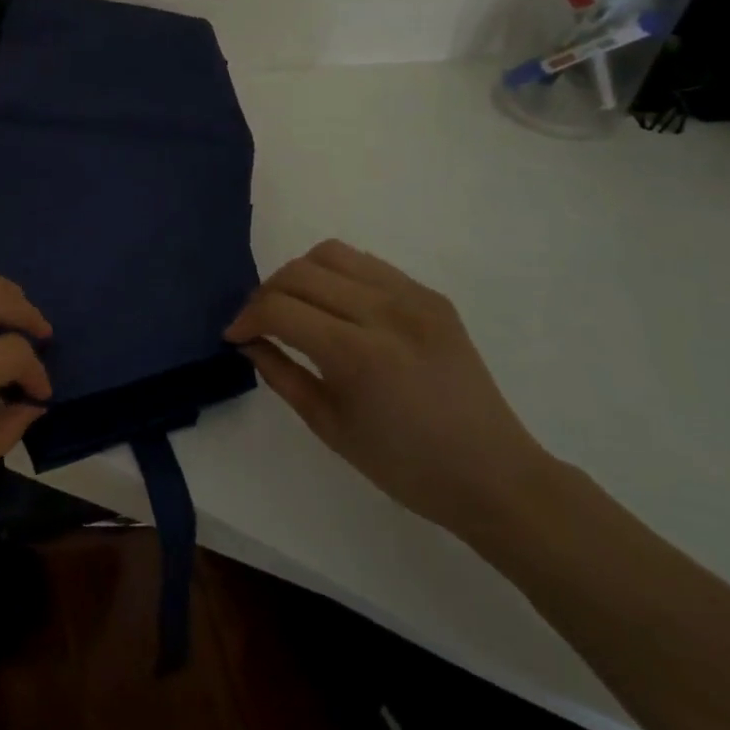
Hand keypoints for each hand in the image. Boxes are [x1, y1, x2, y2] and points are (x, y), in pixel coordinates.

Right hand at [225, 240, 551, 537]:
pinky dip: (337, 276)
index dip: (246, 318)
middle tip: (258, 323)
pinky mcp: (431, 296)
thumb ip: (281, 375)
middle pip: (300, 272)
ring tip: (295, 307)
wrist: (494, 475)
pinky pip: (367, 265)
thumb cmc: (405, 466)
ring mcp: (413, 298)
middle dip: (265, 293)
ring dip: (299, 276)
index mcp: (359, 355)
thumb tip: (248, 342)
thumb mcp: (329, 427)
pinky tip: (336, 308)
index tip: (234, 336)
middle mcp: (386, 312)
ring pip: (331, 254)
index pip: (280, 308)